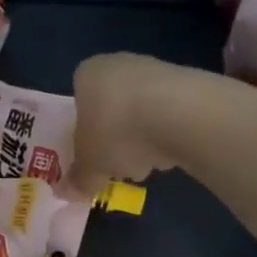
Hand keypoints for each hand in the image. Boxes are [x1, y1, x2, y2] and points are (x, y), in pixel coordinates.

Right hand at [68, 52, 192, 191]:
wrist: (181, 114)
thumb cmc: (117, 131)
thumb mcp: (90, 165)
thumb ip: (78, 179)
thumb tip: (67, 192)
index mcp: (88, 74)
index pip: (79, 102)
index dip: (84, 133)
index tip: (92, 155)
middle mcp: (120, 64)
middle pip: (111, 108)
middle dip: (115, 139)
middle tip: (118, 165)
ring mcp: (157, 70)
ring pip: (141, 113)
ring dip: (142, 139)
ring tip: (147, 165)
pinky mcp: (190, 83)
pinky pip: (169, 115)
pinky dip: (167, 134)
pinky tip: (172, 153)